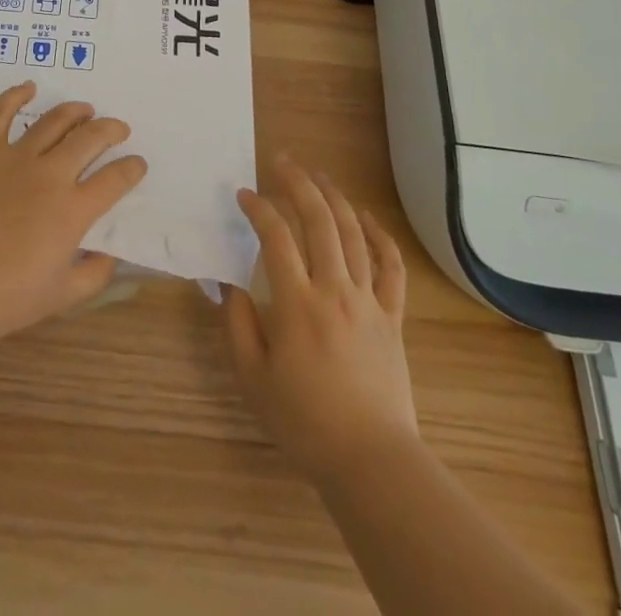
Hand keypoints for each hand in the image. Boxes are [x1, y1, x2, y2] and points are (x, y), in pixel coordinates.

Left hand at [0, 82, 147, 354]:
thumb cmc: (4, 297)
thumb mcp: (60, 297)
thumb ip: (94, 274)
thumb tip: (111, 255)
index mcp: (73, 209)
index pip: (115, 179)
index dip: (132, 168)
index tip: (138, 164)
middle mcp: (51, 174)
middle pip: (90, 139)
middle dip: (111, 130)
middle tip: (119, 129)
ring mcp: (15, 157)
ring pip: (54, 121)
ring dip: (75, 111)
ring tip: (86, 110)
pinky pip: (0, 113)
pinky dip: (16, 96)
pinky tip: (28, 88)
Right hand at [223, 154, 416, 483]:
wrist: (370, 461)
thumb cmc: (304, 421)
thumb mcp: (253, 377)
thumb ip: (237, 324)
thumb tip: (228, 282)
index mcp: (297, 304)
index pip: (275, 237)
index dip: (258, 208)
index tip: (243, 194)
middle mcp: (334, 290)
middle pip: (319, 221)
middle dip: (298, 183)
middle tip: (282, 161)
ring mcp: (368, 300)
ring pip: (353, 234)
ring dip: (334, 198)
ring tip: (318, 175)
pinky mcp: (392, 316)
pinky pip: (391, 267)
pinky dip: (380, 236)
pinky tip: (365, 218)